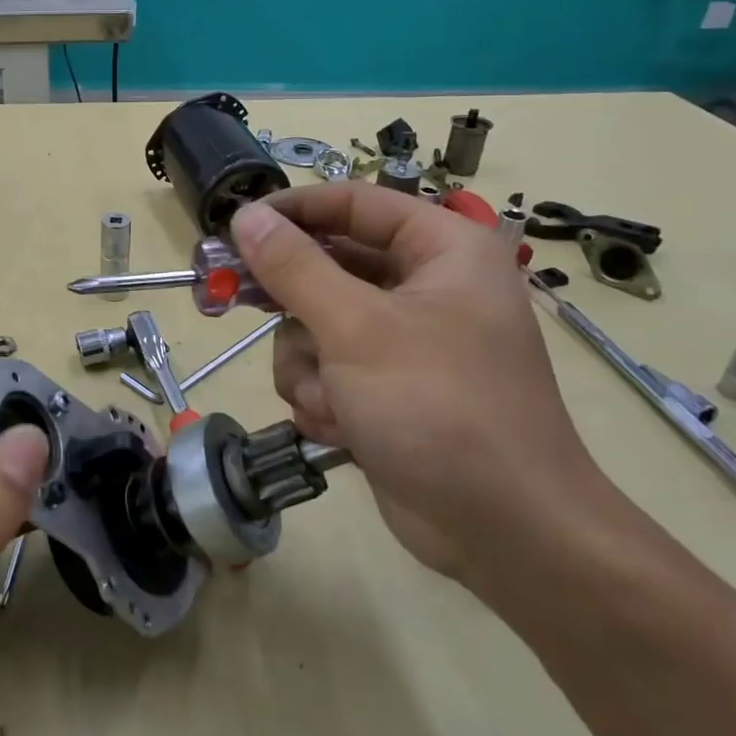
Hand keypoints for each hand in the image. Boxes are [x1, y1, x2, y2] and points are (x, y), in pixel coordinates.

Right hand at [230, 186, 618, 580]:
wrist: (505, 531)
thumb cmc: (438, 407)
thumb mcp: (356, 327)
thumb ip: (294, 267)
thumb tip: (245, 216)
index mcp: (441, 250)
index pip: (353, 203)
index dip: (291, 211)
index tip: (234, 226)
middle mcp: (425, 287)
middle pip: (327, 266)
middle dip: (291, 303)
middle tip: (230, 297)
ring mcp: (404, 342)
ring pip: (315, 325)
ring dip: (307, 365)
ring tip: (329, 399)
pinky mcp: (385, 390)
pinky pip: (326, 370)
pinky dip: (323, 397)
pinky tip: (341, 429)